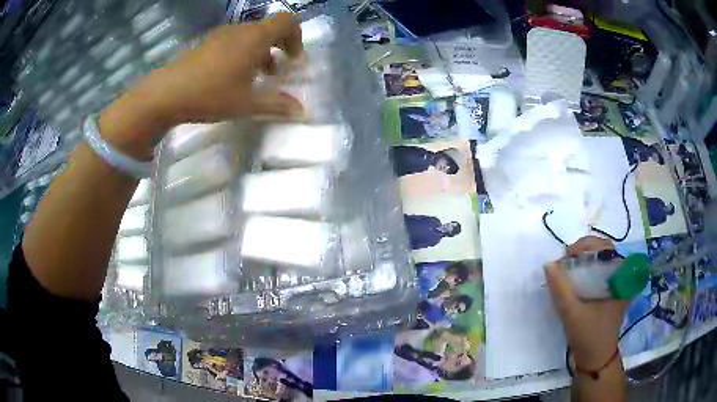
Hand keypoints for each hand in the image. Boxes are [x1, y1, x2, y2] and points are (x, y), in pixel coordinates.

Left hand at [99, 13, 302, 158]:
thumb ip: (277, 105)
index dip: (296, 37)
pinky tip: (230, 77)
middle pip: (268, 28)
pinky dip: (241, 53)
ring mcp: (220, 34)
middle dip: (278, 47)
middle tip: (276, 72)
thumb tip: (302, 111)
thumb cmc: (210, 94)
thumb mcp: (247, 103)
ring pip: (249, 35)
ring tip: (254, 77)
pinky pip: (232, 41)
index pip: (287, 21)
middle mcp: (240, 30)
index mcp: (255, 37)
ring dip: (259, 52)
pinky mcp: (206, 43)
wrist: (166, 94)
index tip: (293, 60)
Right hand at [544, 236, 628, 368]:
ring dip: (584, 261)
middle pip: (604, 252)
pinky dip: (587, 271)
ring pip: (601, 262)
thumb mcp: (571, 313)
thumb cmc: (588, 336)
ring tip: (568, 269)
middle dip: (584, 252)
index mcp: (621, 278)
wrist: (595, 359)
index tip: (568, 256)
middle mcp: (622, 277)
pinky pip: (600, 273)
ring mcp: (618, 285)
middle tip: (566, 261)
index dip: (586, 245)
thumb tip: (549, 264)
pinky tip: (575, 280)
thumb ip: (560, 289)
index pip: (606, 248)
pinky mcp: (611, 293)